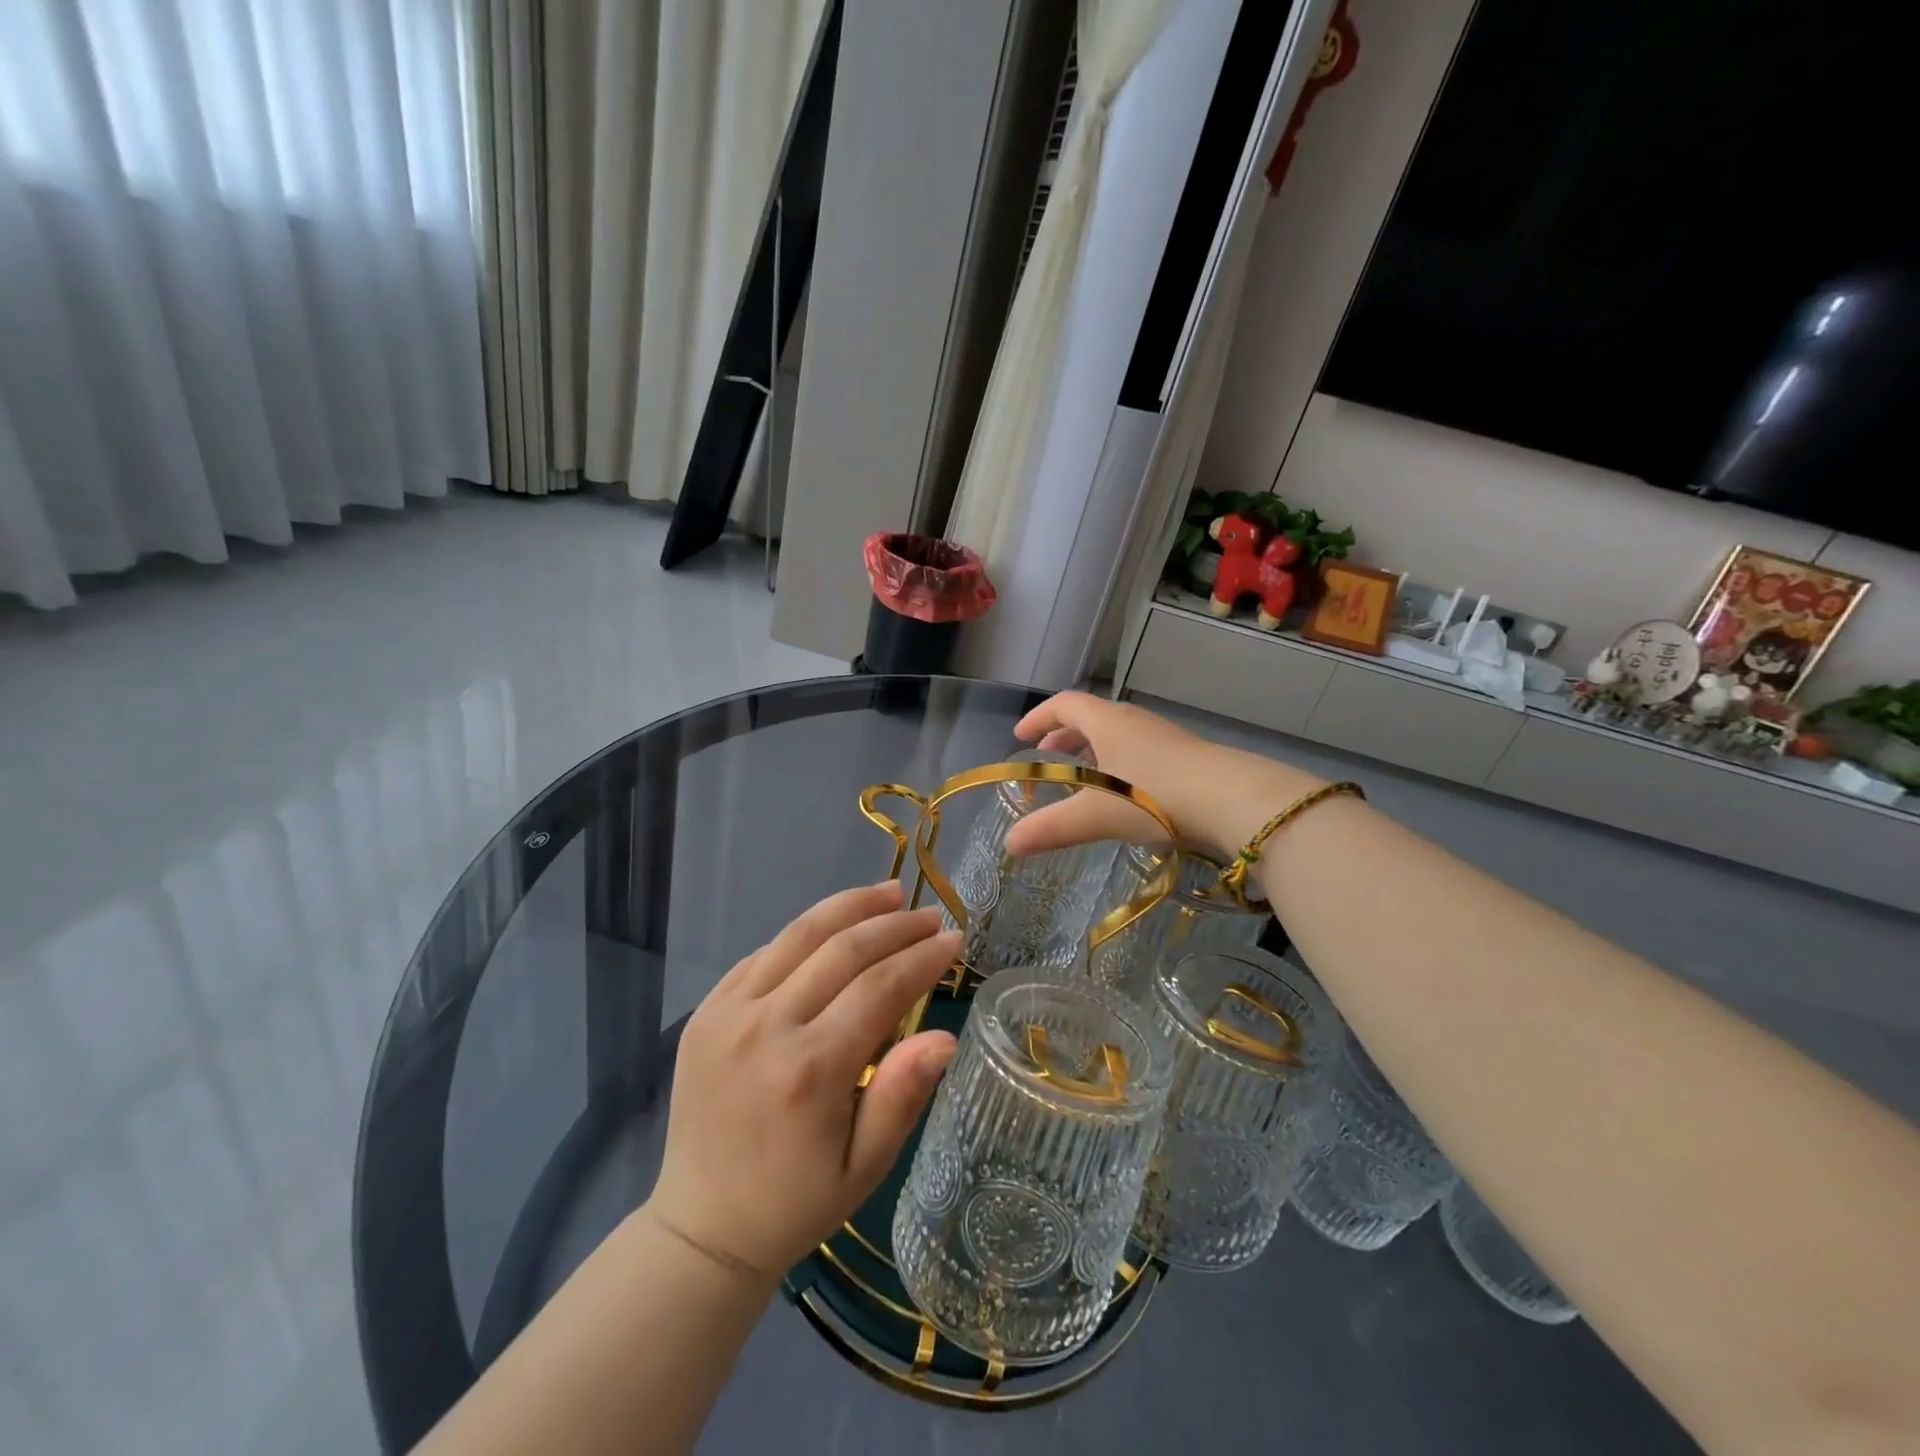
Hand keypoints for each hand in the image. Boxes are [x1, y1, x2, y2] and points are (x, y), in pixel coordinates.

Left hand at [642, 882, 960, 1284]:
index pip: (880, 987)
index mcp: (810, 1071)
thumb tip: (944, 1036)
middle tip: (929, 916)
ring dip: (850, 907)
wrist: (701, 1228)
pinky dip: (804, 934)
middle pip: (842, 949)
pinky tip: (833, 929)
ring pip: (799, 935)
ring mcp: (727, 1013)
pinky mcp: (705, 1011)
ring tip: (889, 894)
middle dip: (895, 925)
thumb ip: (902, 1096)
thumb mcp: (864, 1167)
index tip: (953, 940)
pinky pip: (763, 954)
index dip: (922, 957)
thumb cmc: (795, 1203)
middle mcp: (766, 1028)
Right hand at [1004, 692, 1323, 861]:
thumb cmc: (1155, 797)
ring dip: (1094, 749)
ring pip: (1119, 734)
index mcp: (1107, 723)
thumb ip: (1050, 829)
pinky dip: (1121, 763)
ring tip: (1084, 776)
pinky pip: (1141, 750)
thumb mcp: (1094, 816)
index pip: (1064, 705)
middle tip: (1047, 756)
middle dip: (1064, 735)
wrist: (1234, 800)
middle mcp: (1134, 721)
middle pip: (1091, 717)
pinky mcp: (1188, 756)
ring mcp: (1164, 737)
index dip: (1038, 717)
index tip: (1020, 736)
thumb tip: (1010, 844)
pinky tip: (1126, 793)